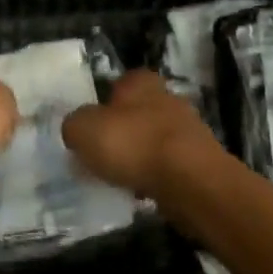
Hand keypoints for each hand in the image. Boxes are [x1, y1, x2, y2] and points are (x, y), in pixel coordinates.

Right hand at [62, 69, 222, 198]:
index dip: (100, 106)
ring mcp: (186, 129)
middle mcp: (166, 97)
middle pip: (135, 114)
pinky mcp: (199, 160)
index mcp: (140, 81)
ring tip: (118, 179)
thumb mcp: (83, 129)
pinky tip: (141, 192)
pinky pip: (166, 166)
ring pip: (151, 141)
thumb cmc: (133, 144)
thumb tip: (76, 130)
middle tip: (99, 156)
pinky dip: (154, 177)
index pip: (115, 85)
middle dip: (120, 133)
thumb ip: (74, 125)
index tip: (89, 130)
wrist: (190, 181)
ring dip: (137, 157)